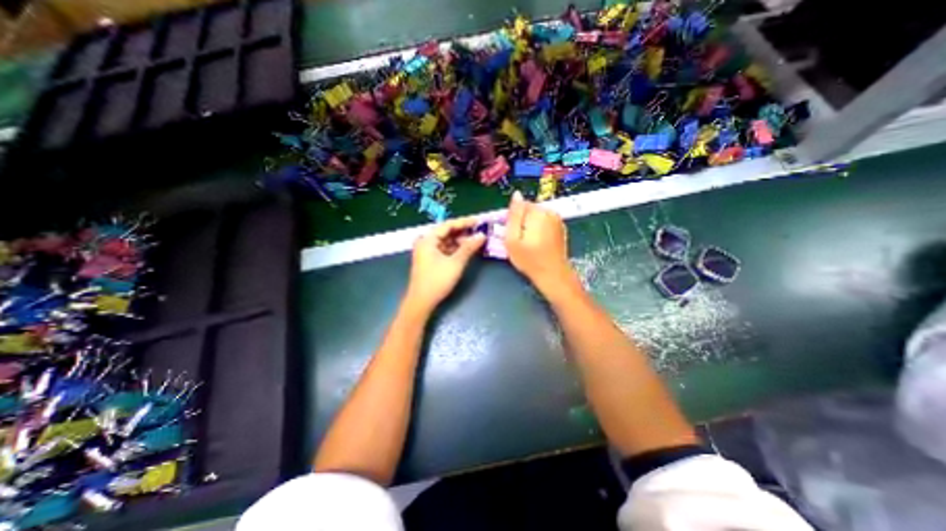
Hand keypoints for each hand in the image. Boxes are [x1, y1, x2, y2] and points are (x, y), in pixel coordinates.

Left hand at [402, 217, 482, 313]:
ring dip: (460, 241)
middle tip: (480, 230)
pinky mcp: (430, 260)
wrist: (421, 301)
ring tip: (476, 240)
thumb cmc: (437, 280)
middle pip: (447, 232)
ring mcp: (427, 251)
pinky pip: (444, 249)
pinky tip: (466, 250)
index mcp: (428, 239)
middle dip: (463, 232)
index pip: (448, 225)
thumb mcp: (456, 263)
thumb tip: (482, 235)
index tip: (479, 221)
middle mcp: (425, 242)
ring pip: (446, 241)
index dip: (464, 222)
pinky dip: (455, 249)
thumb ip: (469, 247)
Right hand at [501, 192, 576, 296]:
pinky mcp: (561, 227)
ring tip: (528, 243)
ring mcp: (557, 219)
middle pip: (529, 210)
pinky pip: (544, 223)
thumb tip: (516, 194)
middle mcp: (550, 212)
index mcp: (538, 213)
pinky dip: (539, 230)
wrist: (553, 274)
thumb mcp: (512, 239)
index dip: (513, 218)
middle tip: (519, 240)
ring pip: (536, 216)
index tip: (510, 233)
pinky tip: (538, 243)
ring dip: (530, 226)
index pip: (520, 205)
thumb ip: (513, 215)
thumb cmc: (529, 260)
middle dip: (522, 221)